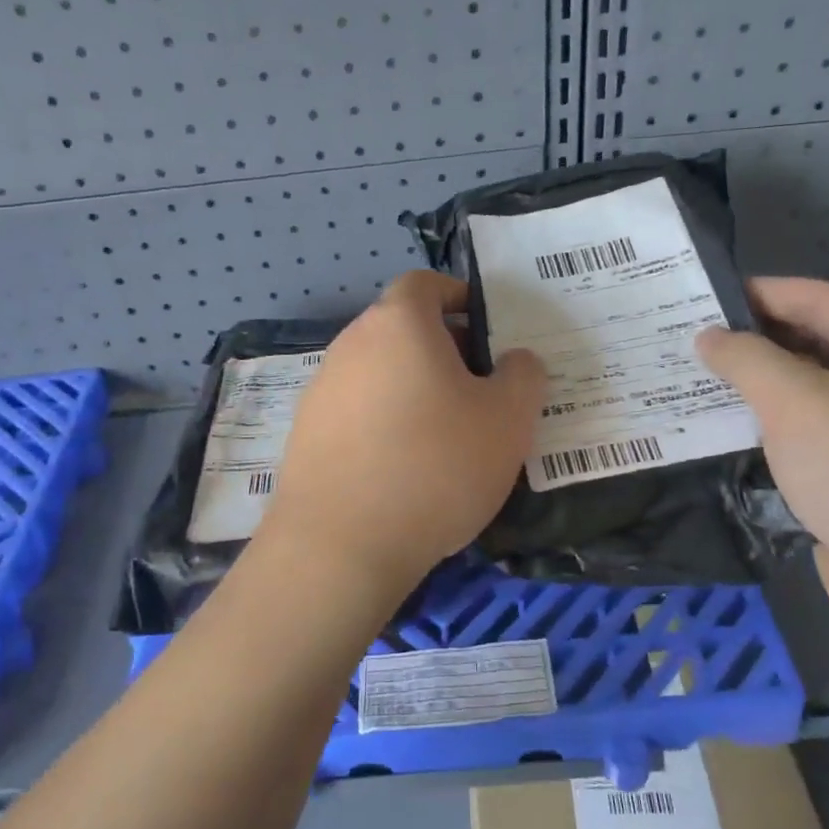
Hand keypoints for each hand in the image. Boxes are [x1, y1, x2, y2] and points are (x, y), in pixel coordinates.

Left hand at [258, 271, 546, 609]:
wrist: (341, 545)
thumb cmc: (436, 466)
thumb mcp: (508, 420)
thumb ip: (523, 376)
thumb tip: (515, 360)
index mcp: (398, 324)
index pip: (425, 283)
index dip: (458, 296)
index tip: (486, 328)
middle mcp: (351, 344)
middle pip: (402, 329)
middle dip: (444, 349)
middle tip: (480, 389)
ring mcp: (321, 389)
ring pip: (380, 372)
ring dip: (413, 388)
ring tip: (447, 434)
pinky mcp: (306, 433)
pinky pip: (357, 411)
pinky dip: (384, 422)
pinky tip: (405, 467)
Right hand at [695, 278, 828, 637]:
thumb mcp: (793, 401)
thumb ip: (745, 359)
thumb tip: (709, 336)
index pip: (818, 298)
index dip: (761, 291)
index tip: (704, 297)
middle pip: (815, 341)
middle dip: (754, 338)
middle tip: (692, 340)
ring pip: (810, 390)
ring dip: (759, 384)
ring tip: (699, 381)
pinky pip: (810, 432)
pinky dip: (772, 424)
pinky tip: (730, 431)